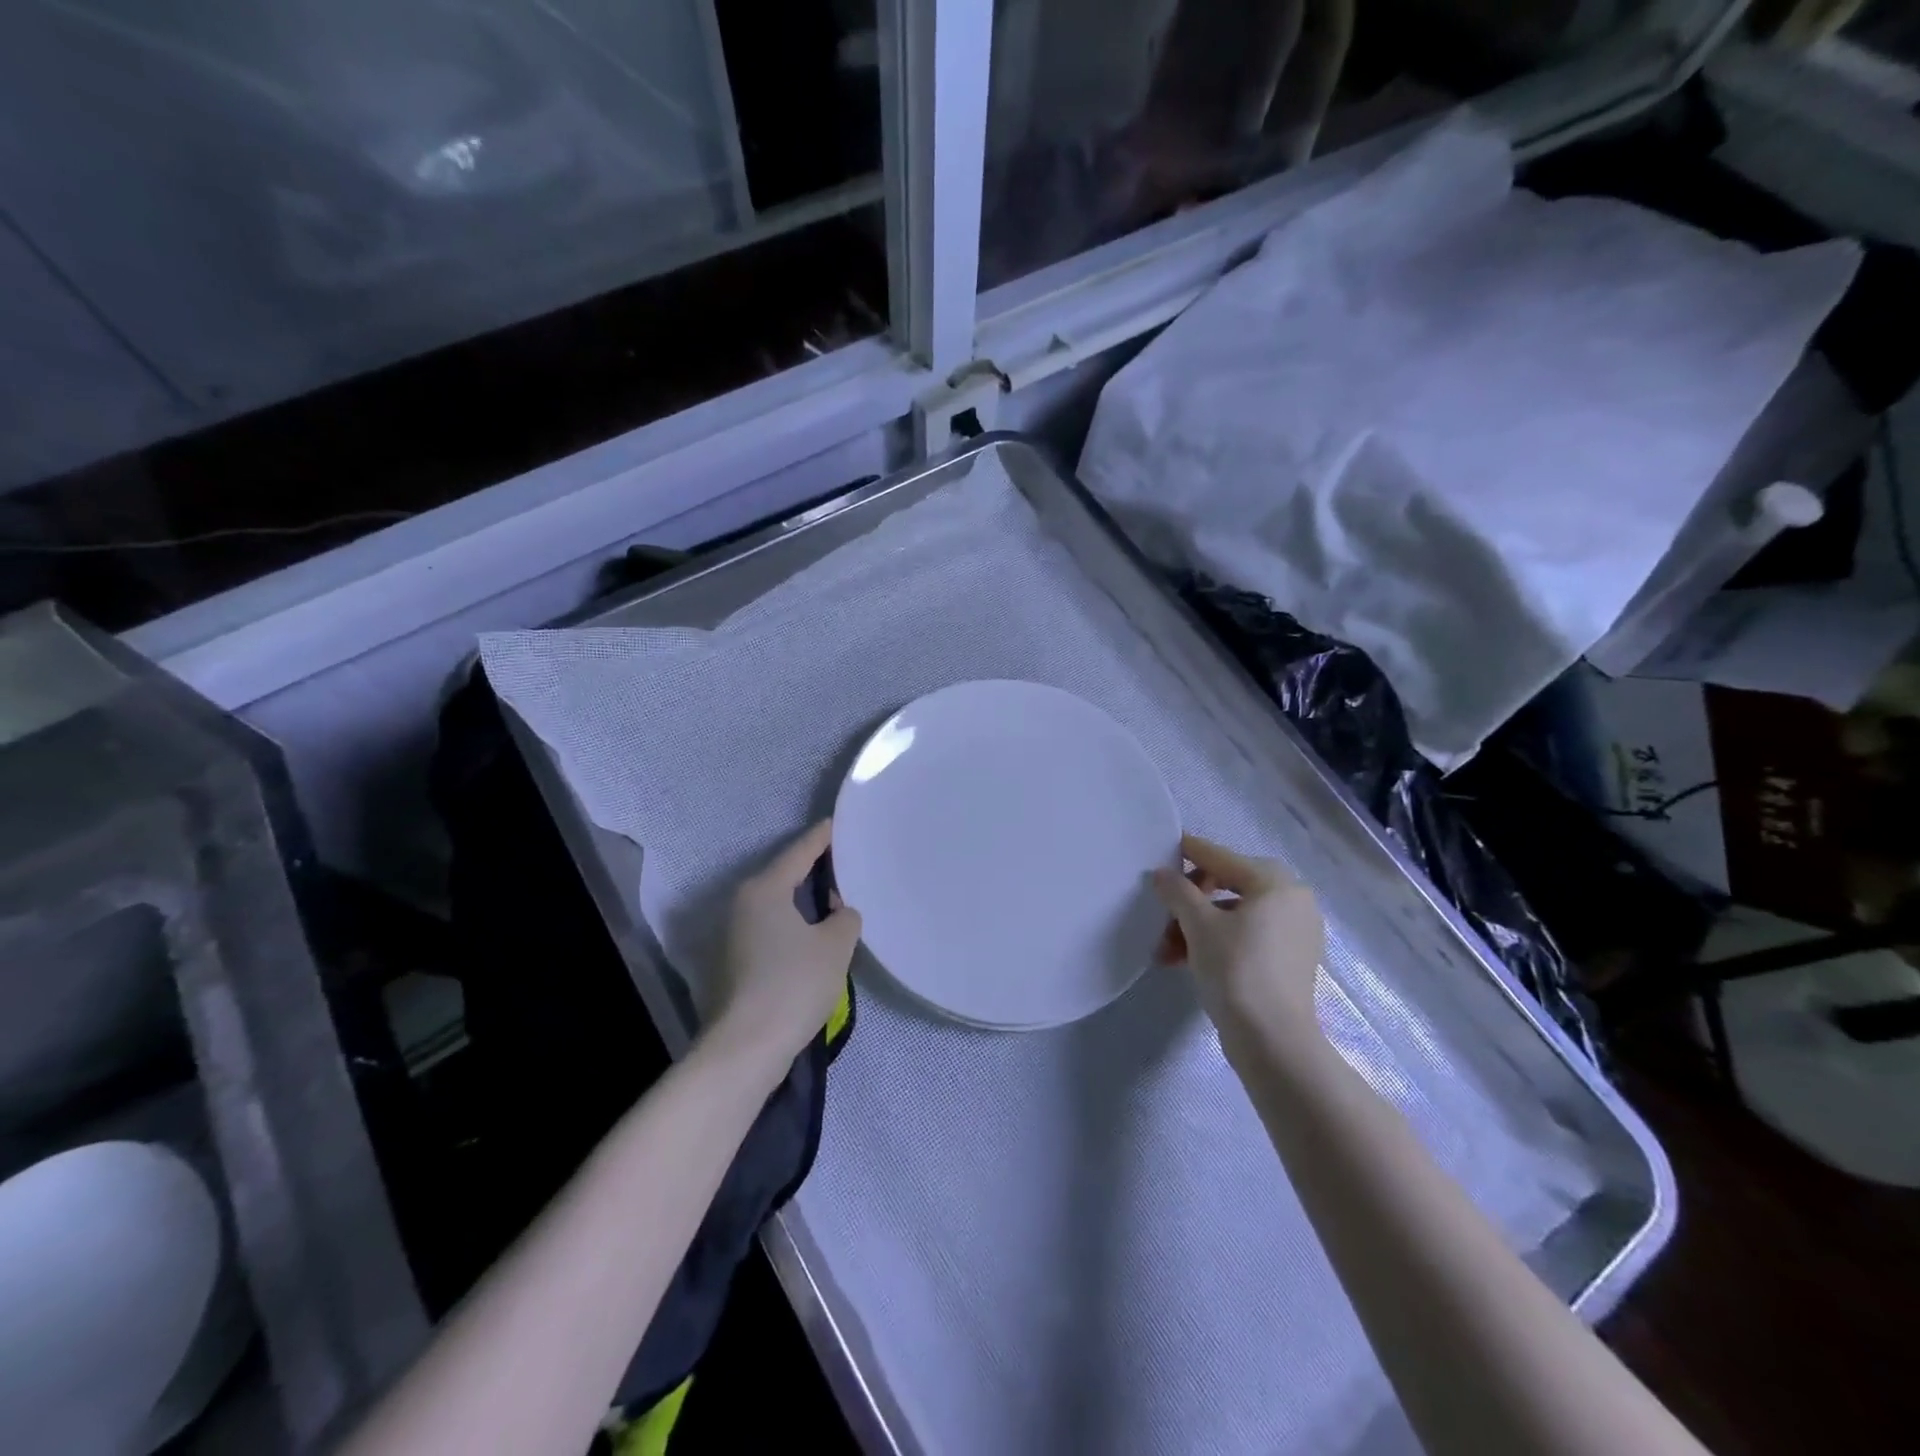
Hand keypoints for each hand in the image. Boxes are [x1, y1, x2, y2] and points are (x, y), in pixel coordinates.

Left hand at [710, 821, 862, 1063]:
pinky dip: (792, 925)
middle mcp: (742, 903)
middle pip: (784, 876)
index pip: (799, 852)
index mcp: (764, 889)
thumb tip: (836, 913)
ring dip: (803, 902)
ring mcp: (733, 933)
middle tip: (845, 864)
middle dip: (814, 870)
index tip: (837, 824)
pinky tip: (814, 936)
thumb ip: (845, 917)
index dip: (822, 838)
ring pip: (776, 904)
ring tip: (835, 900)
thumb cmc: (793, 984)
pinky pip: (770, 928)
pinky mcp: (733, 961)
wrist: (746, 1048)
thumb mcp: (835, 945)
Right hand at [1151, 833, 1325, 1058]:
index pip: (1221, 858)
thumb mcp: (1198, 925)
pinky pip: (1245, 937)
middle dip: (1188, 902)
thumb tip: (1163, 874)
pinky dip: (1216, 943)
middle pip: (1227, 886)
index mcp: (1275, 883)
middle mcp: (1292, 901)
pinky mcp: (1289, 960)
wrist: (1273, 1042)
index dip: (1188, 853)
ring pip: (1233, 916)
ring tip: (1165, 951)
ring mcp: (1294, 932)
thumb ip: (1178, 891)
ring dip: (1195, 928)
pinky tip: (1184, 960)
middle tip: (1161, 916)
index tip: (1162, 850)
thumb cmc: (1236, 970)